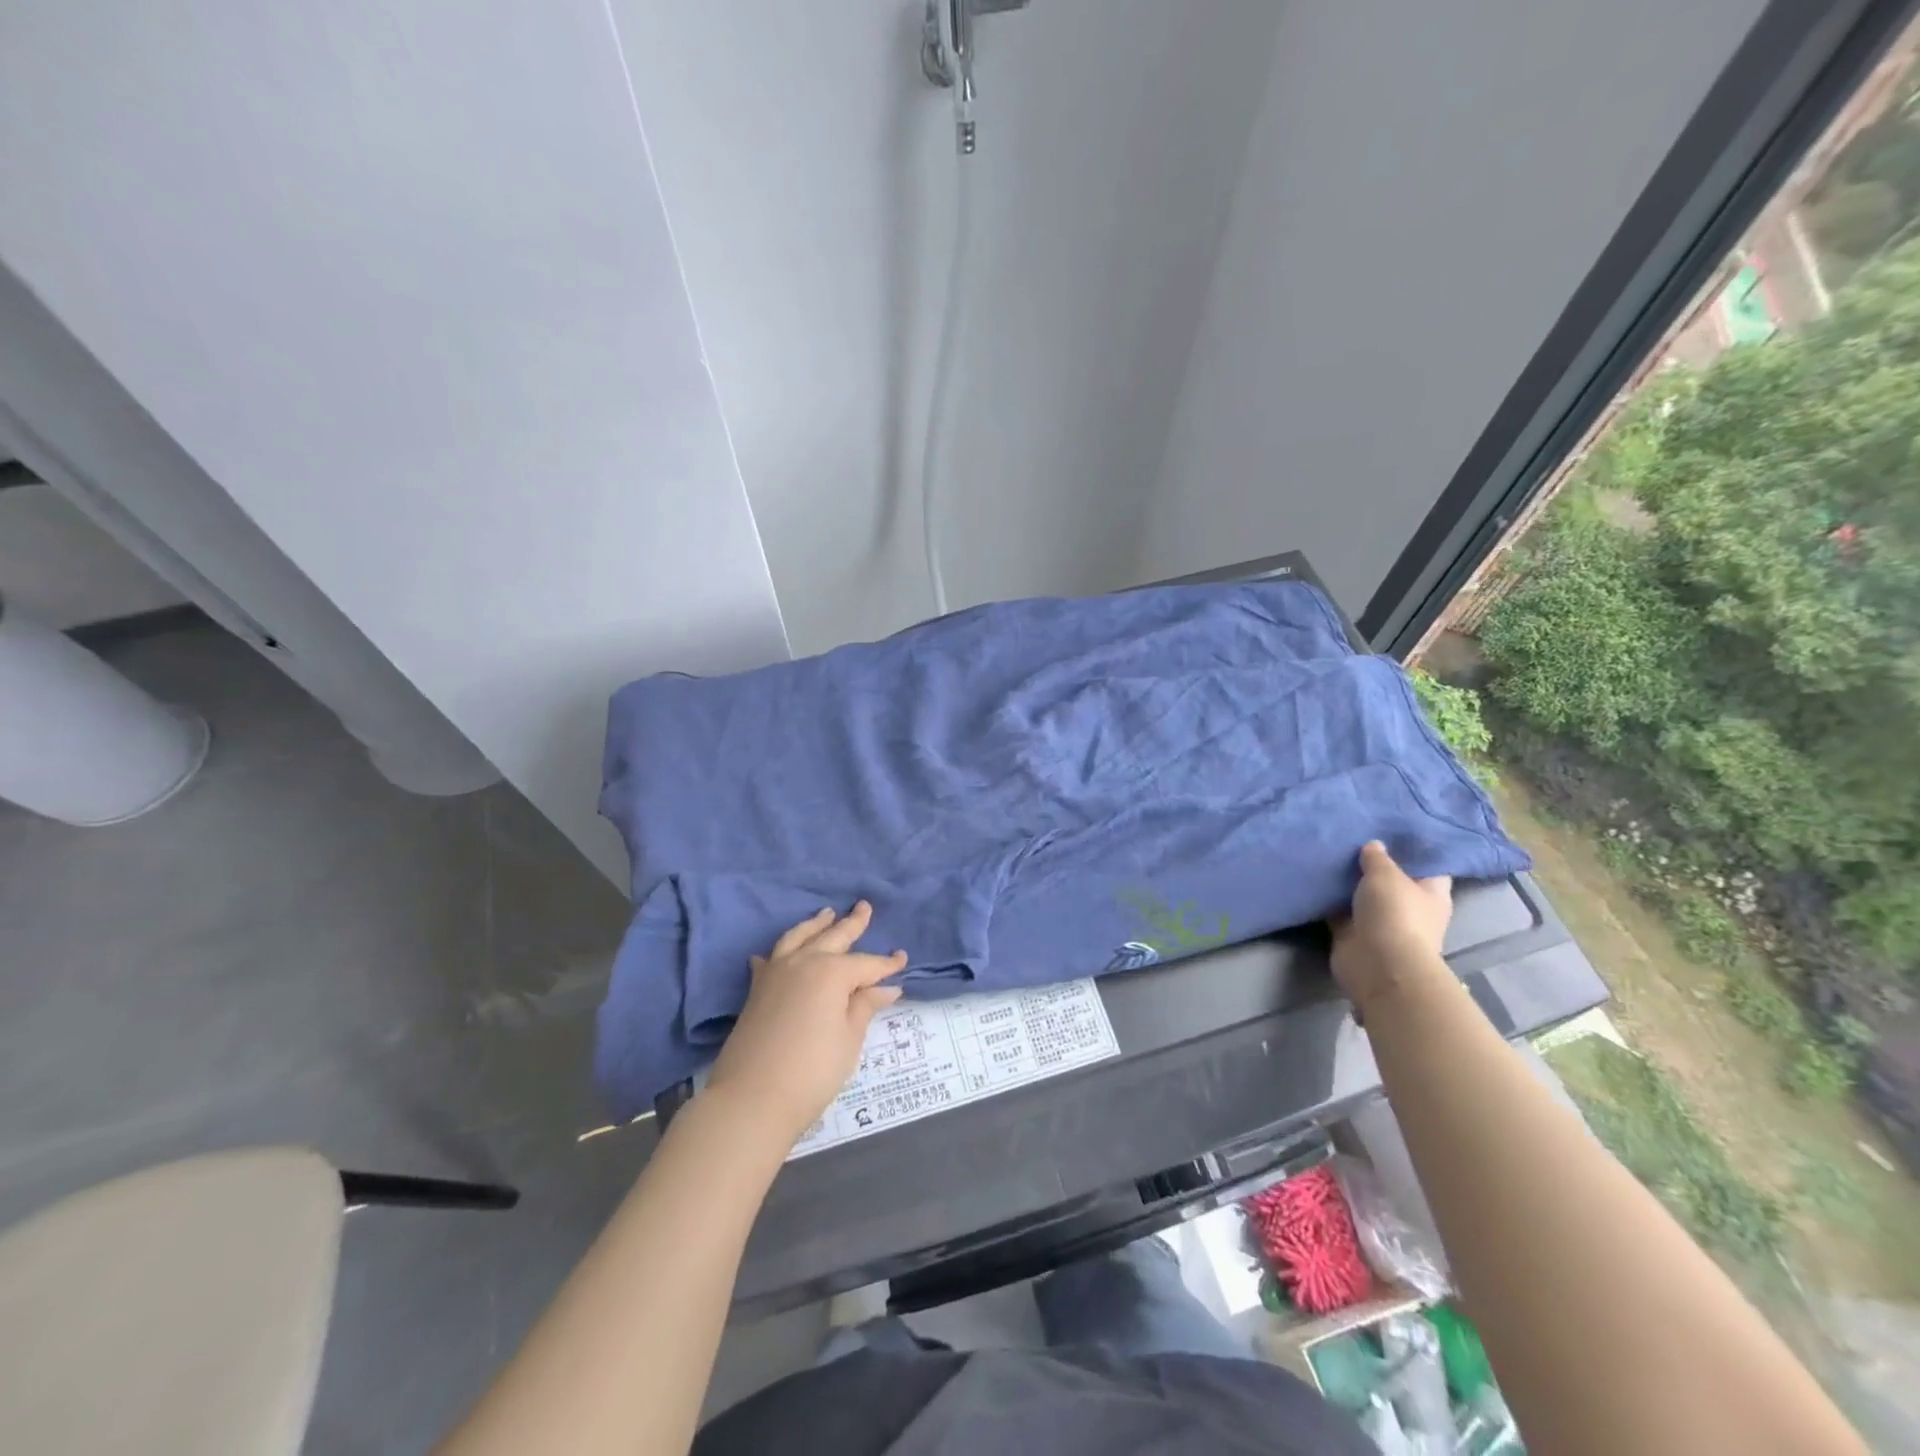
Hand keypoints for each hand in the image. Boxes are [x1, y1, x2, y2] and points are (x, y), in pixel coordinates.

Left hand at [705, 902, 907, 1145]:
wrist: (752, 1098)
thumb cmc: (812, 1070)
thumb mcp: (849, 1039)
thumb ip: (864, 1007)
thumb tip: (885, 988)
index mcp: (832, 971)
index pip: (867, 964)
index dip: (886, 964)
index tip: (902, 959)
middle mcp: (804, 962)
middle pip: (833, 937)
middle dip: (852, 923)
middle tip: (864, 907)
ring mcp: (776, 972)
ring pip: (799, 937)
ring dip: (816, 925)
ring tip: (827, 913)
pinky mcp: (756, 989)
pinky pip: (770, 958)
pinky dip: (780, 951)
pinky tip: (780, 952)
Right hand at [1330, 841, 1452, 1009]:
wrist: (1377, 964)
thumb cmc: (1395, 914)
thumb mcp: (1386, 875)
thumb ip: (1377, 857)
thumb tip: (1374, 845)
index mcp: (1431, 893)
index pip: (1428, 865)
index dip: (1413, 848)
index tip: (1391, 828)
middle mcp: (1409, 907)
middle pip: (1392, 879)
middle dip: (1373, 862)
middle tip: (1352, 834)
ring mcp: (1381, 922)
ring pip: (1362, 894)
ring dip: (1348, 880)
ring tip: (1328, 850)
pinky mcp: (1353, 933)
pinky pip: (1338, 910)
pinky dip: (1328, 898)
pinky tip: (1314, 876)